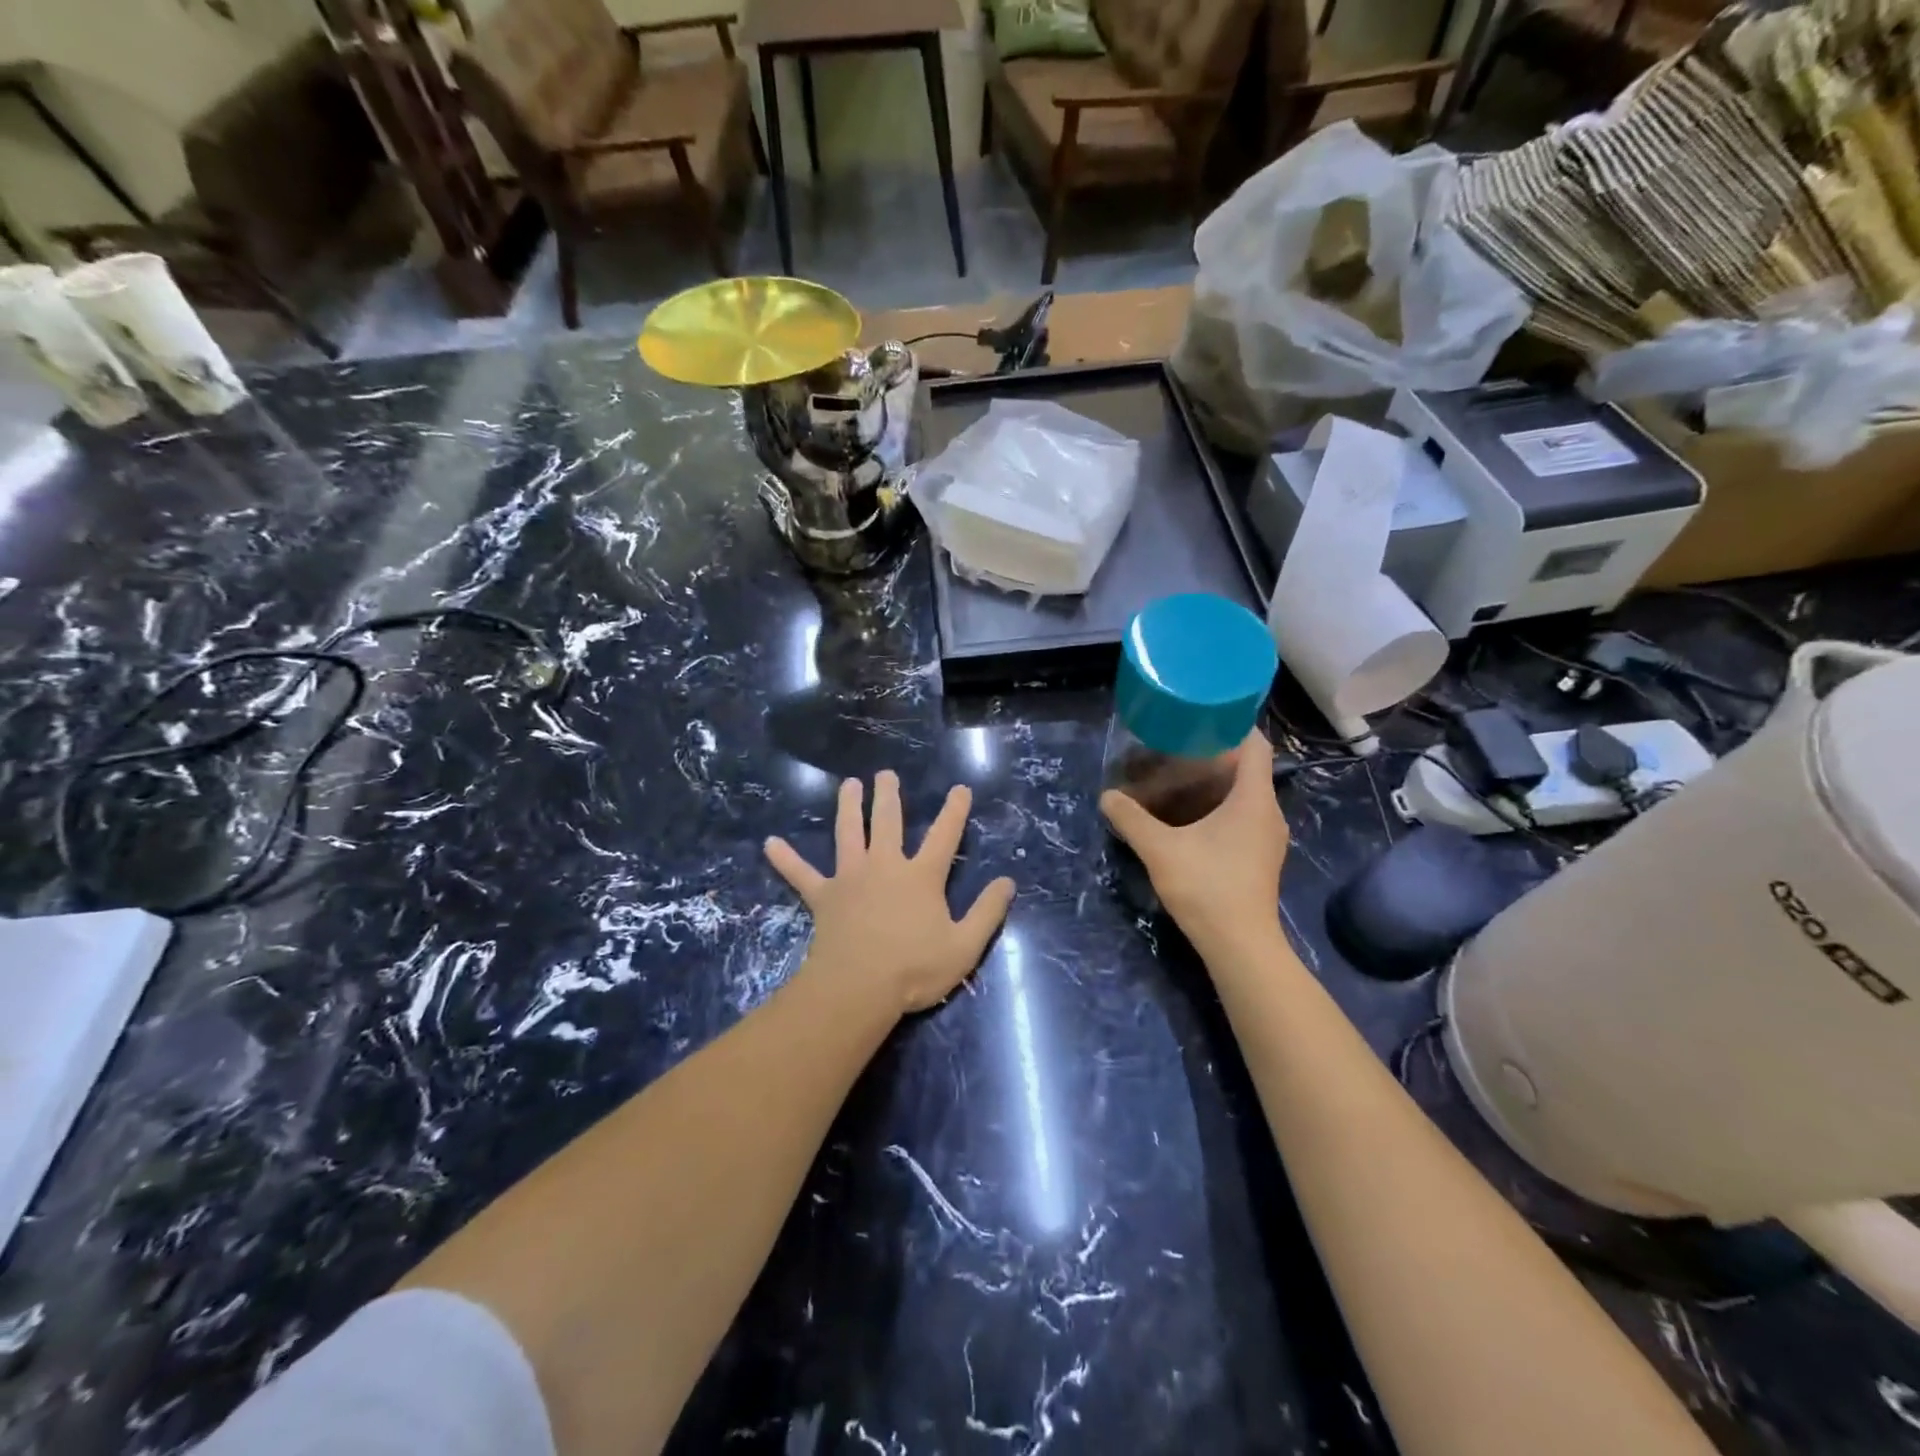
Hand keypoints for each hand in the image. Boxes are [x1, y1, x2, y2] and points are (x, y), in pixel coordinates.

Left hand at [766, 772, 1016, 1014]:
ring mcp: (851, 878)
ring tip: (848, 784)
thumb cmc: (914, 969)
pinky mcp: (824, 897)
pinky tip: (769, 844)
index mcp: (921, 876)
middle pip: (888, 822)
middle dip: (889, 796)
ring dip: (848, 807)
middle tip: (884, 774)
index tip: (960, 788)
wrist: (858, 988)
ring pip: (848, 833)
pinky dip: (786, 859)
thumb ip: (988, 912)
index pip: (945, 835)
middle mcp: (885, 866)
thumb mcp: (965, 946)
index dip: (955, 811)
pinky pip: (801, 874)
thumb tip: (1008, 882)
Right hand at [1101, 730, 1288, 948]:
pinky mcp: (1260, 857)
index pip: (1255, 744)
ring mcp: (1267, 837)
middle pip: (1246, 769)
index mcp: (1253, 798)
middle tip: (1172, 752)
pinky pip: (1241, 818)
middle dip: (1210, 757)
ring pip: (1243, 796)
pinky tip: (1186, 820)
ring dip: (1212, 786)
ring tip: (1173, 783)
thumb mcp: (1160, 849)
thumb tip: (1107, 797)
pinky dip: (1217, 810)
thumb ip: (1131, 819)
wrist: (1240, 946)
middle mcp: (1268, 812)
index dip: (1230, 726)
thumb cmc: (1207, 887)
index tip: (1197, 721)